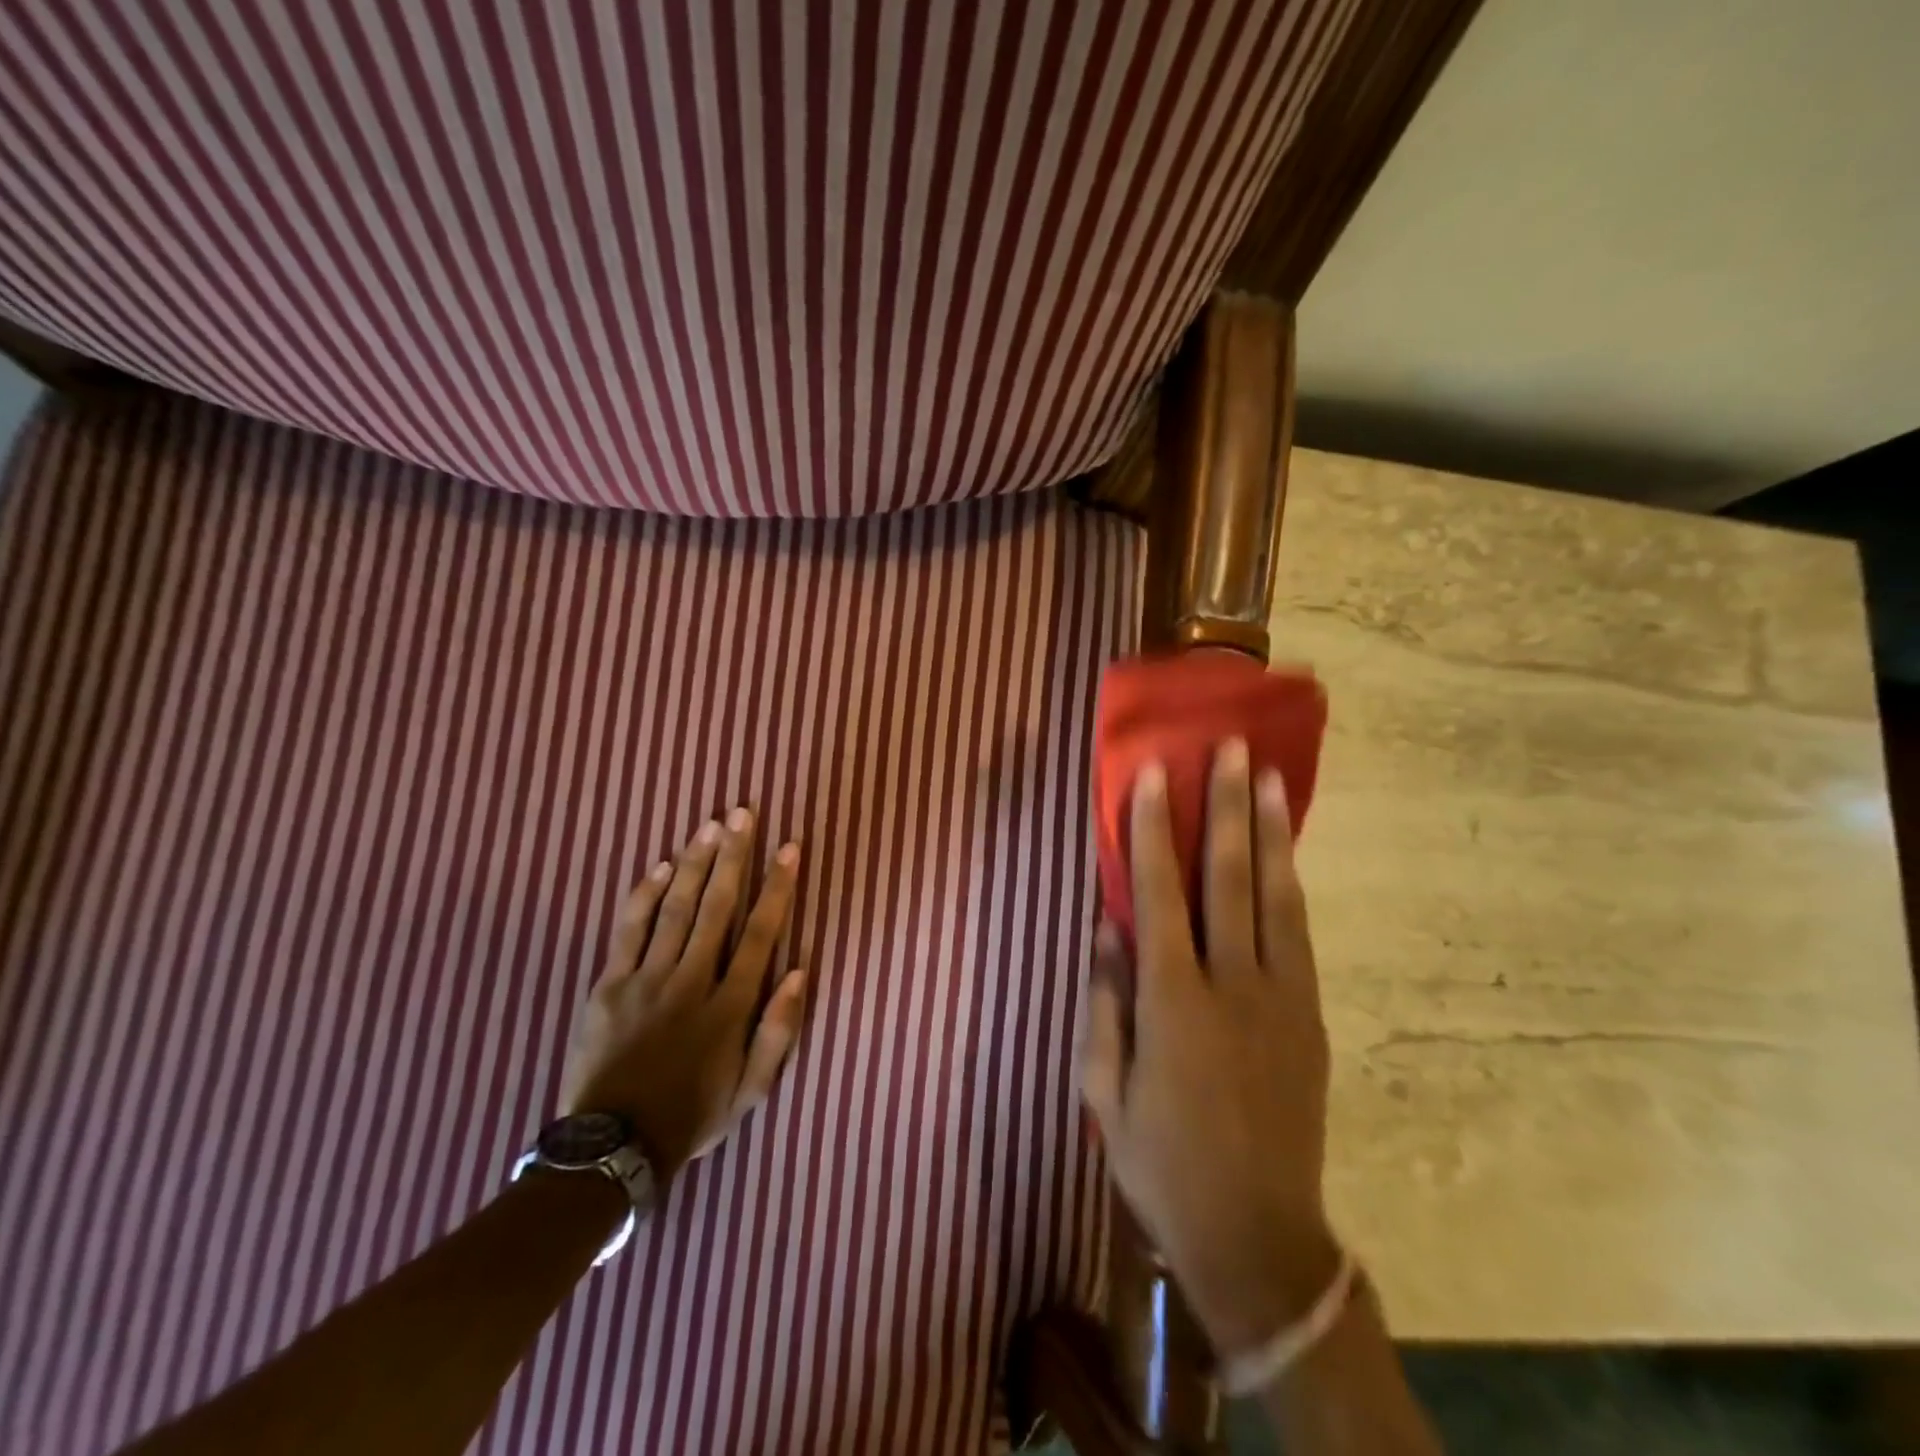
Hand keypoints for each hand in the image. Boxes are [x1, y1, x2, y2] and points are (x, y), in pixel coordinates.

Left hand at [560, 807, 807, 1183]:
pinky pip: (629, 930)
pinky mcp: (609, 985)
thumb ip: (779, 1031)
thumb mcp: (752, 1090)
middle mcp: (691, 982)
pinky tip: (663, 866)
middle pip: (718, 907)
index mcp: (729, 1006)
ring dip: (696, 864)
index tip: (789, 848)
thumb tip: (800, 971)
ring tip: (711, 825)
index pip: (760, 933)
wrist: (611, 1148)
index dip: (777, 887)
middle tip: (743, 814)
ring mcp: (646, 980)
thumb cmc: (692, 1115)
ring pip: (676, 909)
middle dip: (734, 857)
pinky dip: (647, 895)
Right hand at [1081, 739, 1340, 1356]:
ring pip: (1276, 897)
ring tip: (1270, 777)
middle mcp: (1232, 985)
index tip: (1155, 774)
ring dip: (1270, 833)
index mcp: (1172, 1002)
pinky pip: (1299, 934)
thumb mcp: (1104, 1090)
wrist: (1258, 1234)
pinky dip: (1290, 884)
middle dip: (1226, 809)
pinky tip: (1285, 853)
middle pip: (1229, 879)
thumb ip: (1104, 1002)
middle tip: (1230, 750)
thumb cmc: (1161, 1161)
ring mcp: (1282, 998)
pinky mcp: (1310, 1016)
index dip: (1152, 830)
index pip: (1160, 894)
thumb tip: (1107, 926)